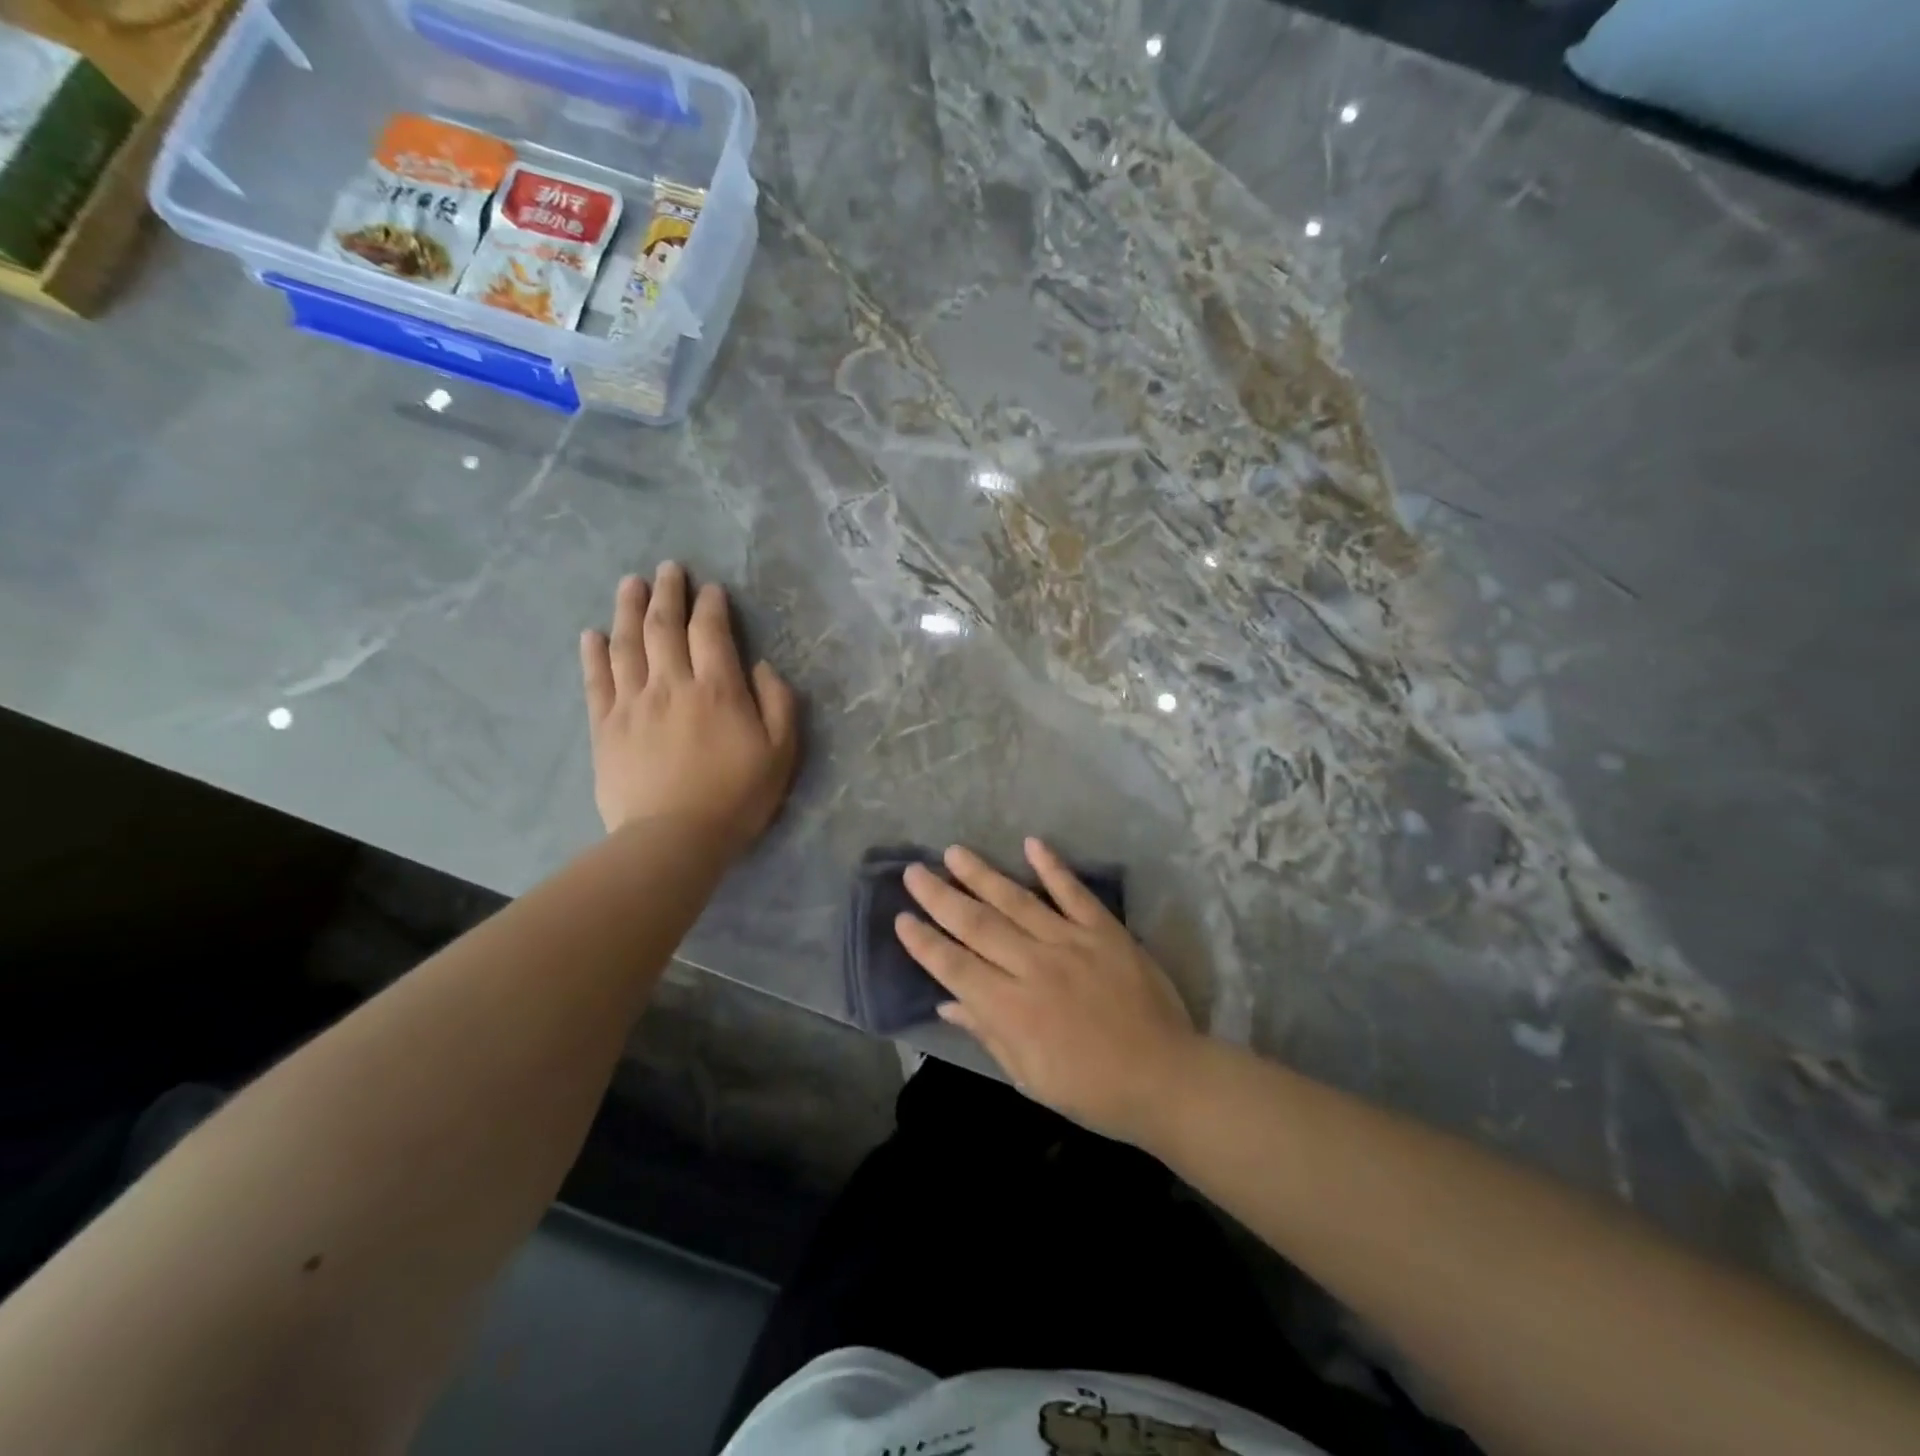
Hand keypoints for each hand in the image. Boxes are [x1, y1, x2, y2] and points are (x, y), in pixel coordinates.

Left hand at [580, 565, 799, 849]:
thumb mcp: (780, 753)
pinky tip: (592, 634)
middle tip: (667, 569)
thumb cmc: (736, 797)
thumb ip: (777, 703)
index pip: (711, 632)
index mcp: (717, 689)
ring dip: (627, 609)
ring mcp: (632, 703)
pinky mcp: (605, 727)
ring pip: (626, 643)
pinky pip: (597, 680)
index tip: (711, 589)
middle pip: (664, 626)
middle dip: (667, 592)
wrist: (673, 839)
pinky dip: (594, 653)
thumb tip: (760, 666)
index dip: (711, 605)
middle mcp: (671, 684)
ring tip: (629, 584)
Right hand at [896, 839, 1202, 1143]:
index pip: (955, 967)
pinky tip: (1031, 843)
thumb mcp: (1030, 1075)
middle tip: (913, 871)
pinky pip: (1074, 892)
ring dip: (982, 874)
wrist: (1164, 1077)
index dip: (925, 942)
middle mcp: (1034, 966)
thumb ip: (988, 1032)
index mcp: (1012, 1009)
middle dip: (940, 897)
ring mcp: (1071, 942)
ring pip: (1016, 901)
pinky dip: (1053, 867)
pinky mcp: (1105, 930)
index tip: (901, 918)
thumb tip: (948, 1002)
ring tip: (954, 852)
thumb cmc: (1091, 1088)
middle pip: (977, 925)